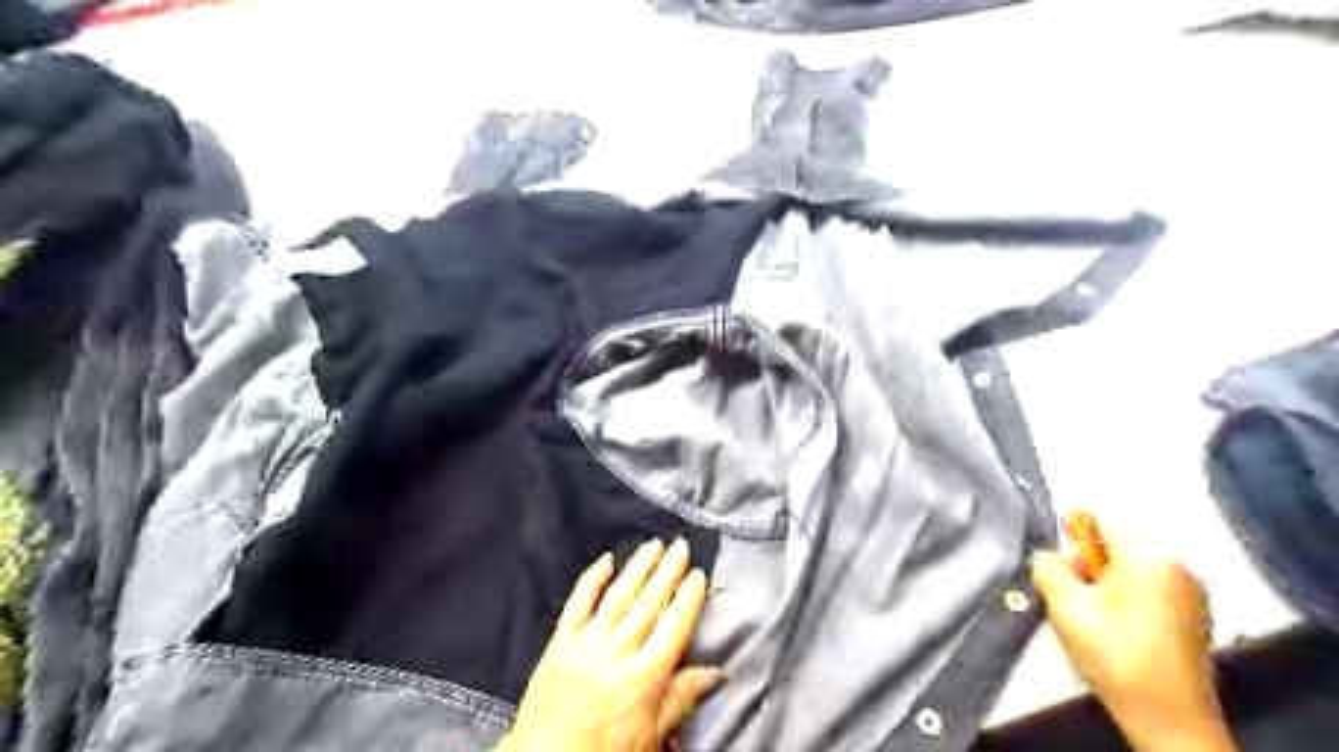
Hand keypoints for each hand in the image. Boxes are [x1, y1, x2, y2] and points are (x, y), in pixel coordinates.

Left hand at [497, 539, 722, 750]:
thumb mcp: (650, 737)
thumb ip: (681, 698)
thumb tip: (717, 673)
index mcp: (644, 677)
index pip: (673, 626)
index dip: (688, 597)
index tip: (698, 574)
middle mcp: (617, 652)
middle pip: (648, 603)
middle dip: (668, 571)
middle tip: (681, 546)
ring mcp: (586, 643)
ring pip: (618, 596)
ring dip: (638, 567)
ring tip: (654, 545)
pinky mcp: (559, 642)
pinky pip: (578, 603)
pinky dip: (592, 578)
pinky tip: (605, 560)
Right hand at [1028, 526, 1237, 751]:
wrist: (1169, 719)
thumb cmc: (1115, 654)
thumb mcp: (1065, 605)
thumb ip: (1048, 567)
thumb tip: (1048, 555)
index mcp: (1151, 556)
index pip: (1099, 523)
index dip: (1073, 544)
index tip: (1063, 571)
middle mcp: (1178, 565)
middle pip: (1115, 547)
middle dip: (1088, 568)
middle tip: (1076, 601)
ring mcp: (1191, 592)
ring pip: (1129, 571)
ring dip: (1105, 586)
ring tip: (1094, 620)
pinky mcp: (1194, 616)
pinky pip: (1147, 590)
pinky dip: (1126, 602)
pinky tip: (1118, 632)